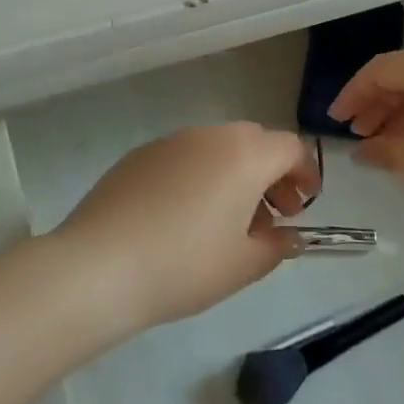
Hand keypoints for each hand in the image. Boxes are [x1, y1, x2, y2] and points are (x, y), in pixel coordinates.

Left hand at [52, 123, 320, 329]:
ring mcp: (171, 142)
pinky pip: (185, 157)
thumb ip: (276, 247)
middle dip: (272, 174)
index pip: (290, 148)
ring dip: (236, 174)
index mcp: (245, 155)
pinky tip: (185, 216)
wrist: (97, 267)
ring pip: (218, 148)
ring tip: (229, 220)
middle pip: (255, 142)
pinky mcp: (139, 155)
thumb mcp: (243, 265)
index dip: (306, 172)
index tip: (306, 202)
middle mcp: (211, 136)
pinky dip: (201, 176)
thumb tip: (289, 237)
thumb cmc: (184, 265)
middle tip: (273, 214)